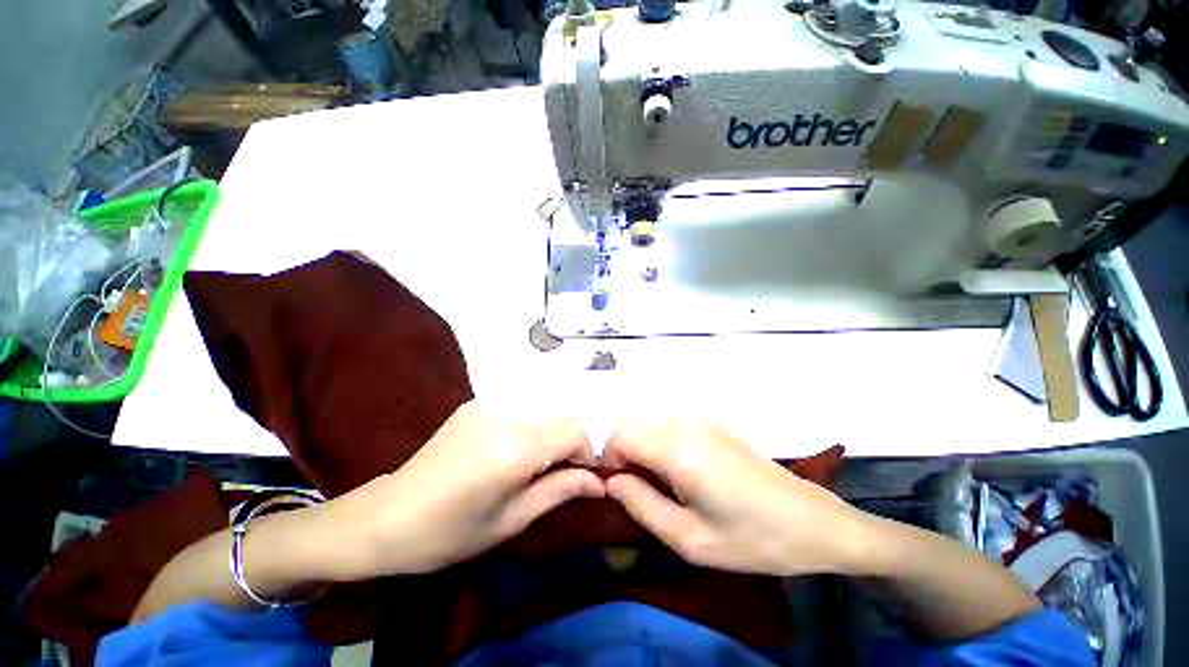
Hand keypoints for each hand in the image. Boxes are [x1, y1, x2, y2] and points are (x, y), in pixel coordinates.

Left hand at [330, 400, 604, 577]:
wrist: (384, 516)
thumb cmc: (447, 534)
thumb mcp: (511, 521)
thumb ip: (561, 491)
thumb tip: (602, 482)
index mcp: (514, 448)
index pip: (578, 430)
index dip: (597, 449)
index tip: (602, 472)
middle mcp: (506, 413)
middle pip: (566, 414)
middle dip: (582, 439)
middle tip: (580, 469)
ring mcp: (490, 402)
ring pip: (548, 408)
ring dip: (561, 432)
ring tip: (554, 462)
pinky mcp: (479, 402)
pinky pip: (525, 407)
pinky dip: (539, 425)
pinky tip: (526, 449)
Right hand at [603, 420, 871, 575]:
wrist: (812, 521)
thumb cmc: (753, 538)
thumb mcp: (691, 540)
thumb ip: (642, 506)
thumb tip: (612, 482)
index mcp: (680, 450)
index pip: (621, 435)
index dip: (608, 458)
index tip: (615, 486)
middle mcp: (687, 423)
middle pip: (632, 423)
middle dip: (621, 451)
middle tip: (633, 487)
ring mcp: (701, 419)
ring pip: (648, 422)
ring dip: (639, 447)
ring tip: (653, 482)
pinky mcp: (711, 423)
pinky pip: (668, 425)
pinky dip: (657, 442)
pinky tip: (675, 471)